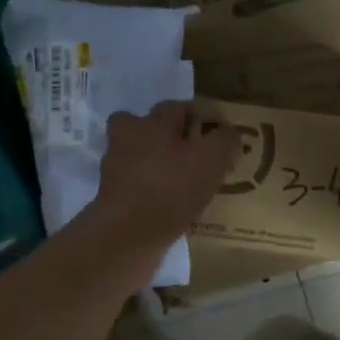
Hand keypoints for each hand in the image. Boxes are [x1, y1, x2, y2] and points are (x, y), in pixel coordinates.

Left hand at [91, 101, 237, 250]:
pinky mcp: (110, 197)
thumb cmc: (172, 188)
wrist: (129, 232)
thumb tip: (228, 134)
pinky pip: (133, 186)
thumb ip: (224, 141)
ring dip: (153, 164)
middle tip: (186, 152)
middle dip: (163, 135)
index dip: (197, 115)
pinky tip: (165, 205)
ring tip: (178, 182)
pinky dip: (148, 191)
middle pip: (142, 127)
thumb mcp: (212, 159)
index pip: (176, 107)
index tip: (213, 130)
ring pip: (135, 156)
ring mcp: (114, 169)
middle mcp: (127, 139)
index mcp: (152, 123)